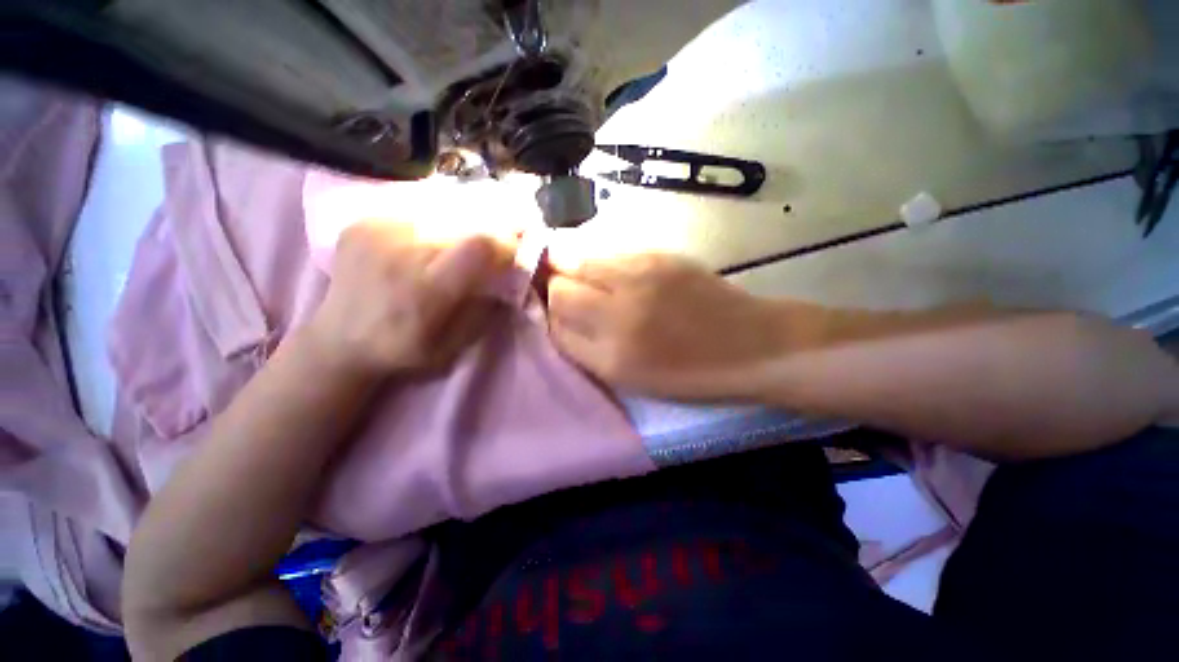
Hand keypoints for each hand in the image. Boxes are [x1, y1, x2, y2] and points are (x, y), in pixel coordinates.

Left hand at [307, 221, 514, 377]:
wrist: (338, 340)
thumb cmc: (402, 350)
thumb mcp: (452, 347)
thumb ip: (483, 312)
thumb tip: (506, 281)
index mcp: (425, 290)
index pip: (478, 246)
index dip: (504, 244)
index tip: (509, 255)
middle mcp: (400, 254)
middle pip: (462, 226)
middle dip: (483, 239)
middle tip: (482, 257)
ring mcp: (376, 233)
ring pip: (440, 217)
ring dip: (456, 234)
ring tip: (448, 256)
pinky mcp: (362, 223)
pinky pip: (414, 214)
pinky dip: (429, 229)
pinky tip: (422, 249)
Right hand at [546, 249, 790, 400]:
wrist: (751, 344)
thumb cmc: (689, 373)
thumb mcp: (627, 378)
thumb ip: (583, 348)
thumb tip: (553, 317)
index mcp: (614, 353)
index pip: (554, 316)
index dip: (547, 310)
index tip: (552, 310)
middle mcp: (622, 308)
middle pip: (561, 281)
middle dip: (552, 283)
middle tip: (561, 290)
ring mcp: (641, 274)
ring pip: (580, 256)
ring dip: (571, 264)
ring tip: (583, 277)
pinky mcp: (660, 254)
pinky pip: (609, 250)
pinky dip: (598, 258)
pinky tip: (610, 271)